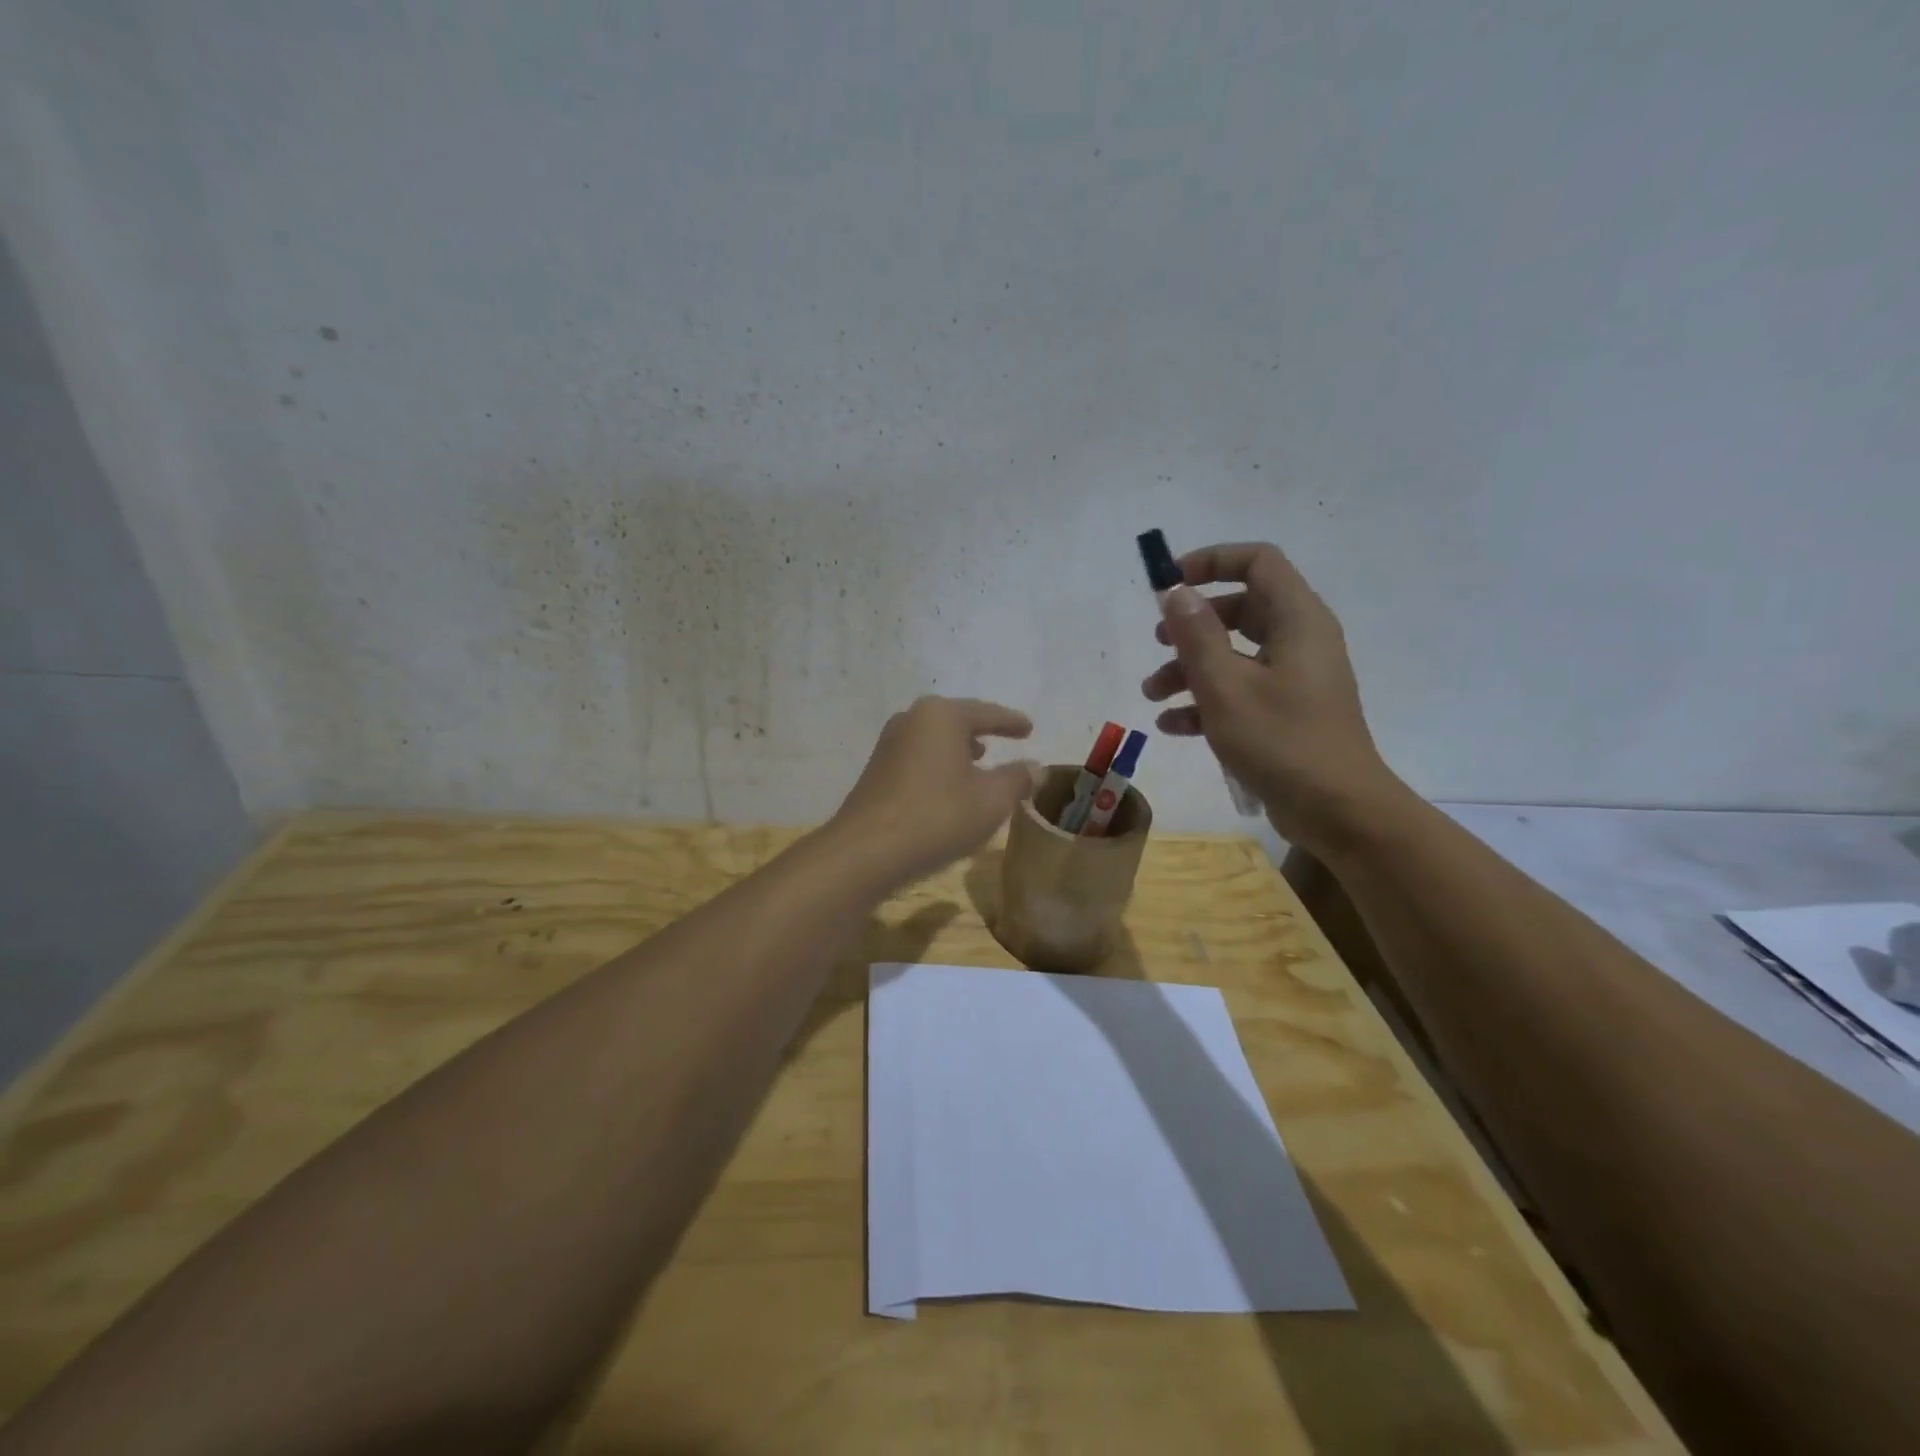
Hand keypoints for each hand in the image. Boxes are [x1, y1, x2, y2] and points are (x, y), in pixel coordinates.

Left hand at [830, 697, 1041, 888]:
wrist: (866, 852)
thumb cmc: (937, 816)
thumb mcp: (992, 800)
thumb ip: (1018, 779)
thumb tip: (1035, 767)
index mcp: (941, 716)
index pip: (987, 713)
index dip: (1011, 722)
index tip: (1030, 729)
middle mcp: (911, 720)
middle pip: (956, 721)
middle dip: (981, 731)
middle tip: (1004, 740)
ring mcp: (888, 745)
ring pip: (934, 740)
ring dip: (958, 750)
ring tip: (978, 762)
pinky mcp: (875, 772)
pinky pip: (918, 759)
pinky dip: (939, 766)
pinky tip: (947, 787)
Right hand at [1140, 542, 1405, 855]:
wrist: (1338, 811)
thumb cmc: (1281, 741)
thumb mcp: (1226, 686)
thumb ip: (1197, 635)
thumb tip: (1177, 592)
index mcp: (1297, 620)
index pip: (1257, 562)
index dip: (1212, 561)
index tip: (1170, 583)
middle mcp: (1300, 640)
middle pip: (1241, 608)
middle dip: (1192, 623)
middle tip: (1157, 641)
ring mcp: (1295, 678)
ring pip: (1235, 653)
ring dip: (1190, 667)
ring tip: (1152, 693)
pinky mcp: (1288, 712)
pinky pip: (1242, 690)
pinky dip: (1207, 700)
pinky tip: (1172, 725)